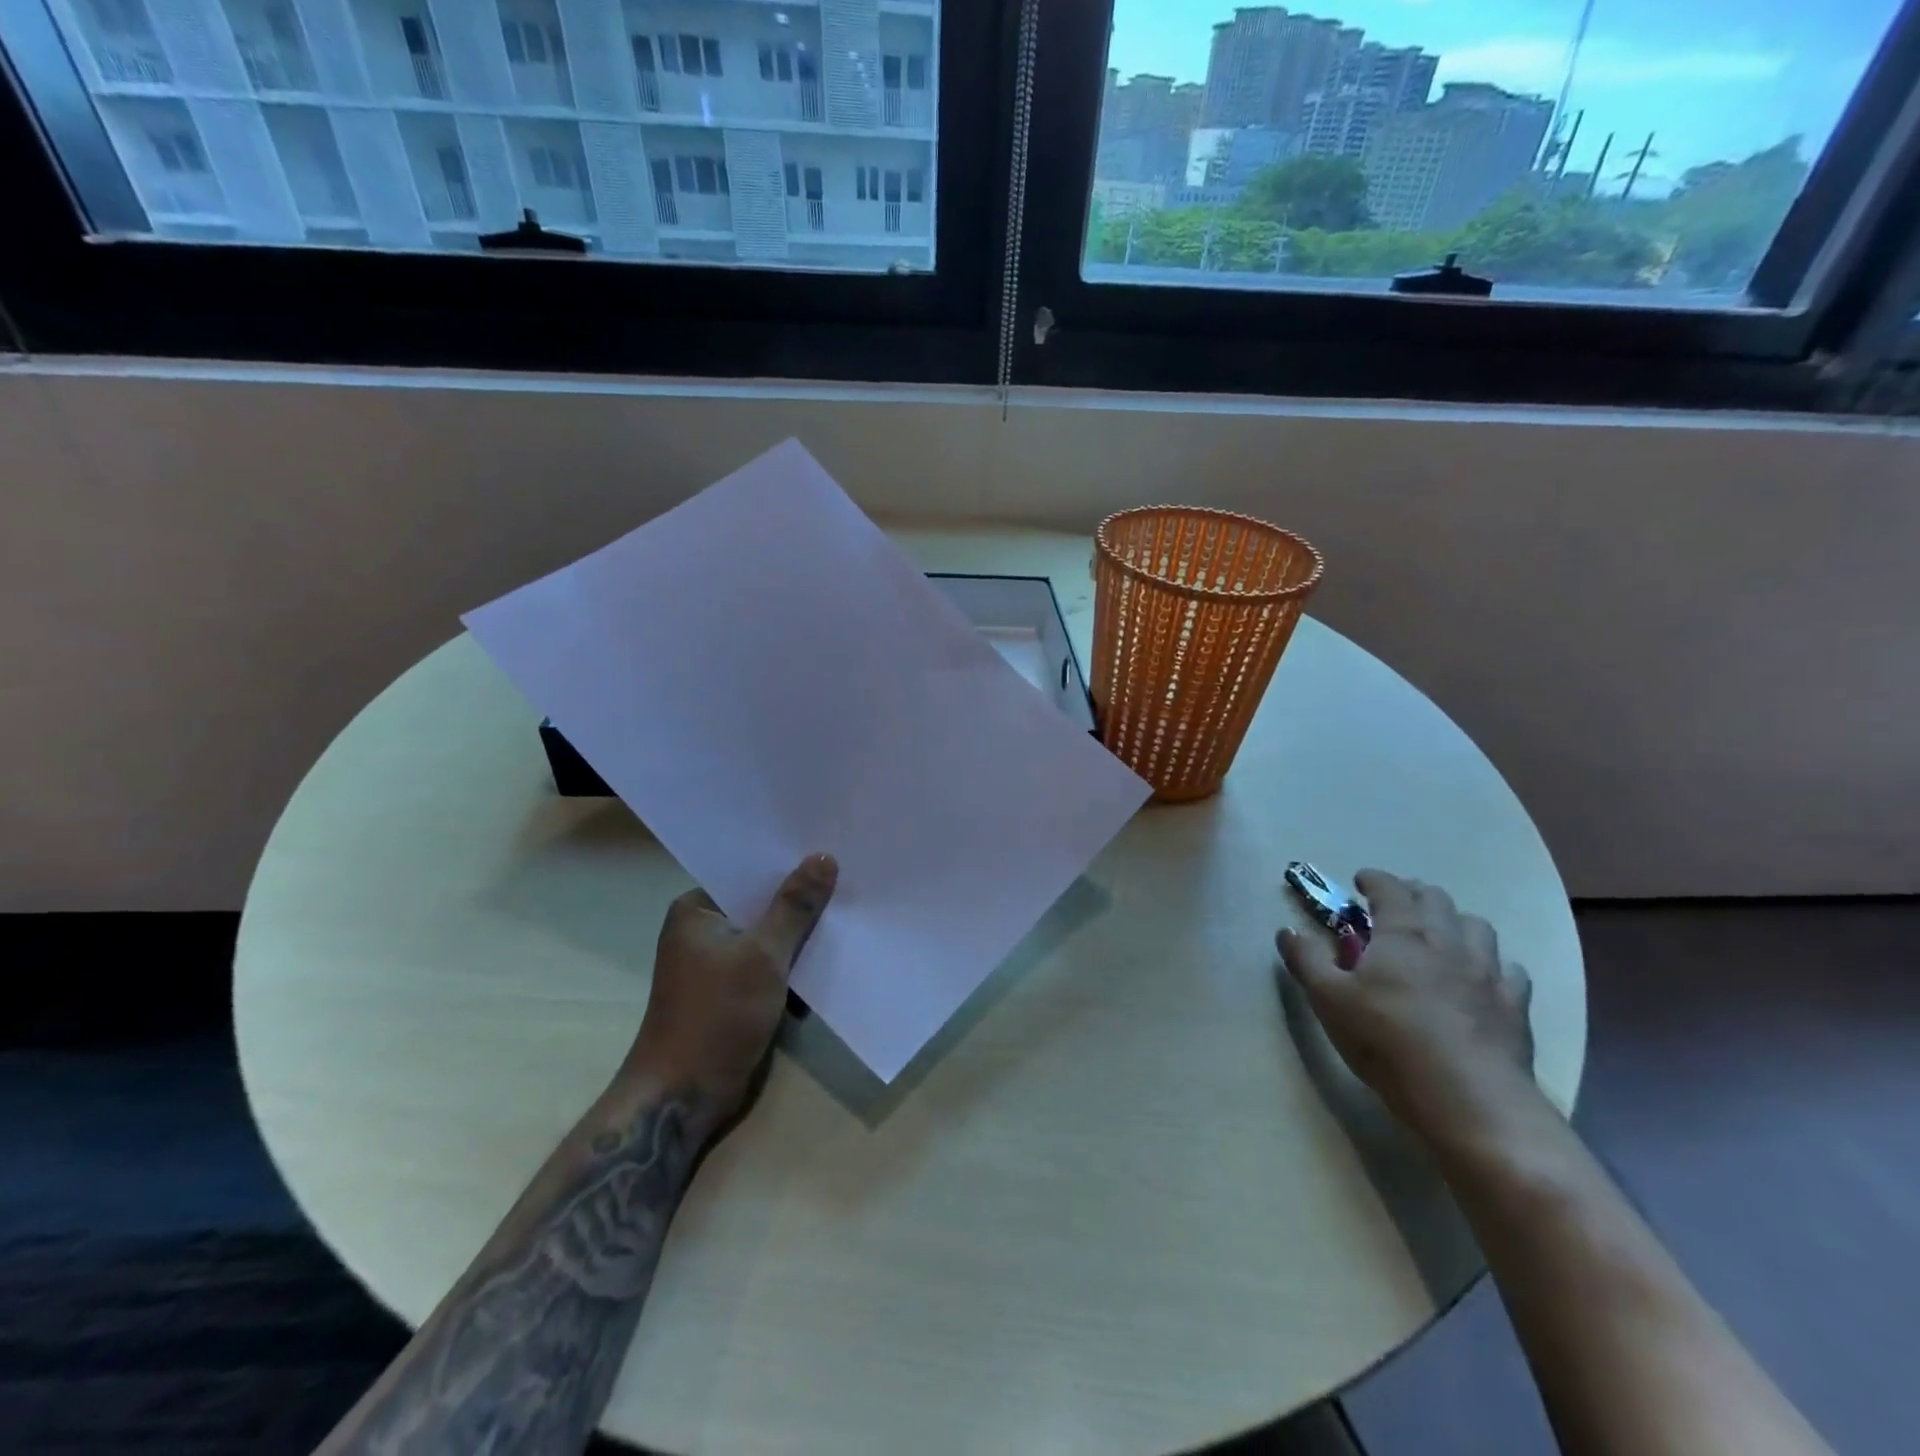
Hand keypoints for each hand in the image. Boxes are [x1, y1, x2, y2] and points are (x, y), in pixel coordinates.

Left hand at [628, 853, 837, 1132]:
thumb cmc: (716, 1015)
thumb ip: (795, 907)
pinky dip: (795, 965)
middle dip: (802, 901)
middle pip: (762, 904)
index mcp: (697, 910)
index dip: (789, 863)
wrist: (683, 1097)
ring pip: (770, 936)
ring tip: (850, 913)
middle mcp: (705, 930)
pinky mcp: (733, 993)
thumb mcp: (763, 955)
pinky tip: (832, 958)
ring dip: (802, 935)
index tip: (831, 851)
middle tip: (850, 879)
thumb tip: (823, 857)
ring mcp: (718, 964)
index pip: (748, 872)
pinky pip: (771, 965)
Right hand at [1277, 869, 1535, 1146]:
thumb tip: (1287, 930)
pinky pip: (1508, 969)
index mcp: (1402, 933)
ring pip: (1477, 926)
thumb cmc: (1387, 1041)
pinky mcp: (1514, 1006)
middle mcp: (1448, 941)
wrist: (1469, 1099)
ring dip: (1455, 921)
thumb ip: (1306, 959)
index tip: (1360, 881)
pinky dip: (1491, 964)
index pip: (1389, 888)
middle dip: (1413, 894)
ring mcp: (1487, 972)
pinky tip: (1480, 979)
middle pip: (1436, 899)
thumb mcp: (1328, 1000)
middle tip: (1395, 907)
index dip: (1374, 880)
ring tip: (1439, 936)